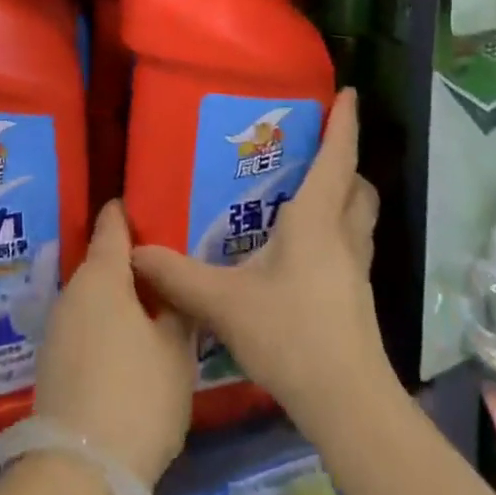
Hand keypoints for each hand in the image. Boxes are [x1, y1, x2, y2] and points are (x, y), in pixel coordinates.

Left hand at [34, 200, 195, 486]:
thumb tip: (174, 286)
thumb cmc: (137, 397)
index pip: (113, 223)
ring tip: (156, 310)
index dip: (132, 211)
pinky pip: (85, 324)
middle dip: (134, 263)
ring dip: (120, 297)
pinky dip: (107, 324)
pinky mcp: (53, 361)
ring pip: (95, 295)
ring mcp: (58, 326)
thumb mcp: (176, 350)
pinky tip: (130, 347)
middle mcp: (73, 290)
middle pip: (104, 261)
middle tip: (170, 270)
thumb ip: (179, 307)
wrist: (79, 475)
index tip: (154, 207)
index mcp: (102, 274)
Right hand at [131, 89, 390, 431]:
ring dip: (345, 194)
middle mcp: (344, 234)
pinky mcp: (358, 295)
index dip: (345, 122)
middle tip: (315, 148)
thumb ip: (178, 275)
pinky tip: (306, 249)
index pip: (337, 157)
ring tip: (310, 192)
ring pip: (361, 215)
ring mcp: (357, 267)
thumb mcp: (225, 303)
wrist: (348, 403)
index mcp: (317, 219)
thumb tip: (135, 251)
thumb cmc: (291, 335)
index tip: (348, 91)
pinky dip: (339, 229)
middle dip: (344, 160)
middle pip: (357, 184)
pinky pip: (353, 243)